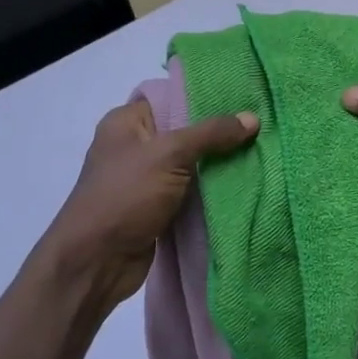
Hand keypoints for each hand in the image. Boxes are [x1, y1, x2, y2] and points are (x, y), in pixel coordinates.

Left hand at [43, 99, 257, 308]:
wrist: (97, 261)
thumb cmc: (125, 196)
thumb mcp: (169, 154)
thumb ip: (211, 134)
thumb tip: (253, 118)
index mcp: (126, 122)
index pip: (171, 97)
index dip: (206, 96)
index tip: (244, 97)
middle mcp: (134, 146)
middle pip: (184, 131)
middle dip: (219, 133)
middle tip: (260, 126)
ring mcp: (145, 179)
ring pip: (190, 164)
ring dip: (219, 164)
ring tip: (260, 152)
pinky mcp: (156, 207)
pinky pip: (190, 191)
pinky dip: (211, 190)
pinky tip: (244, 182)